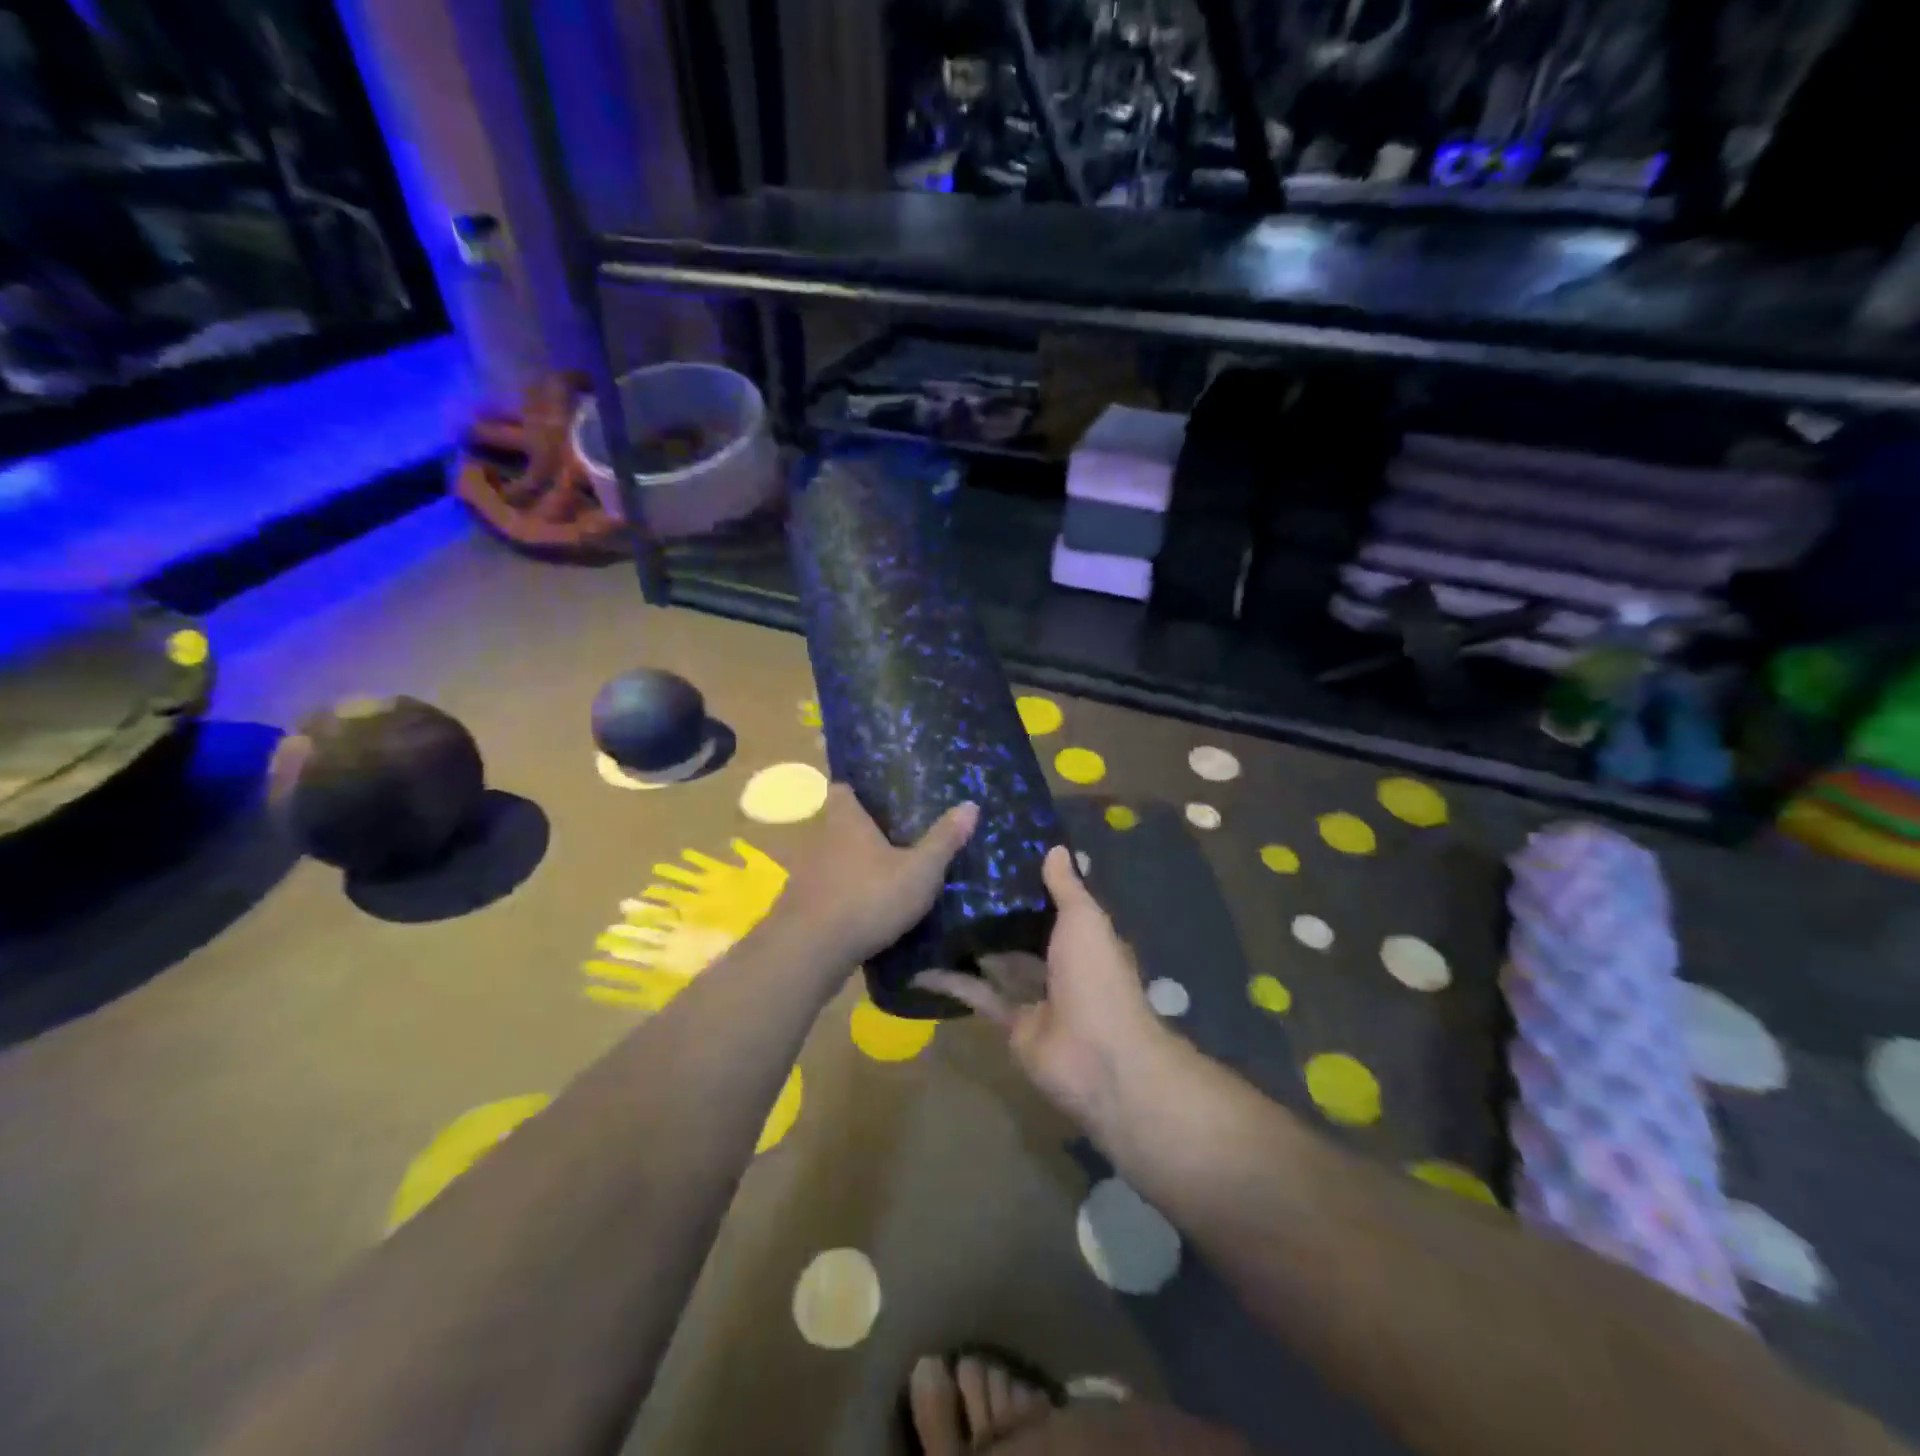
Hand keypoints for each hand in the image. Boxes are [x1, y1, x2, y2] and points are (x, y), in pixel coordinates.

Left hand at [778, 784, 977, 967]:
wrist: (810, 951)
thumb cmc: (868, 897)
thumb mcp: (919, 871)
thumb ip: (943, 840)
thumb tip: (971, 805)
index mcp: (845, 821)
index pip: (842, 790)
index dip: (857, 789)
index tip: (877, 796)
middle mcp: (819, 840)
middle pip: (837, 825)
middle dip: (860, 831)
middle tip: (893, 838)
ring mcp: (805, 875)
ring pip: (829, 860)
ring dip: (850, 867)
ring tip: (881, 877)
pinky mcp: (799, 908)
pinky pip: (824, 893)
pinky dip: (840, 897)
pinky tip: (862, 912)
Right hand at [914, 847, 1163, 1126]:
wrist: (1098, 1057)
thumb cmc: (1096, 977)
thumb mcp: (1084, 921)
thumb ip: (1066, 887)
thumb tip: (1055, 848)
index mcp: (1084, 939)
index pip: (1056, 905)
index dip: (1031, 884)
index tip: (997, 858)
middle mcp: (1062, 965)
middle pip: (1025, 934)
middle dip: (996, 913)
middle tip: (953, 882)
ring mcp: (1037, 998)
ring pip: (1000, 964)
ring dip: (972, 945)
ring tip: (932, 915)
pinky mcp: (1013, 1025)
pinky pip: (981, 997)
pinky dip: (954, 984)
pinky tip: (922, 967)